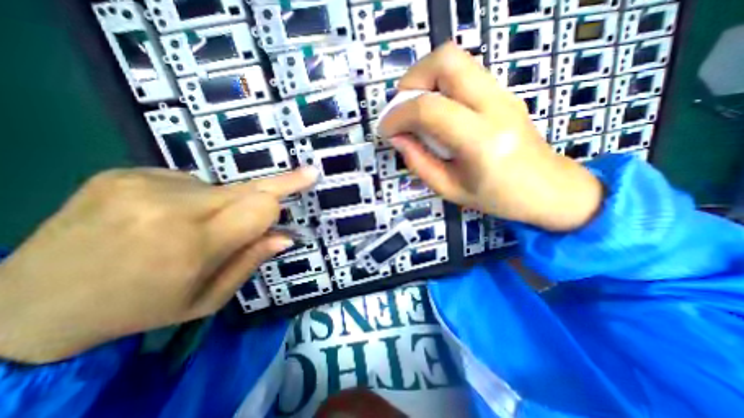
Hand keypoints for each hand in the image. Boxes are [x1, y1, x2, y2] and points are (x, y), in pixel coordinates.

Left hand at [0, 166, 316, 362]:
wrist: (25, 304)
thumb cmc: (139, 309)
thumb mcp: (207, 299)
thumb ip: (251, 262)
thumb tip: (286, 236)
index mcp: (192, 246)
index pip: (261, 207)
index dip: (288, 192)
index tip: (310, 176)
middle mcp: (171, 208)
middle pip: (249, 188)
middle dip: (280, 183)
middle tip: (307, 174)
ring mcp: (144, 184)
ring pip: (221, 188)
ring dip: (224, 205)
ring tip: (192, 228)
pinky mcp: (126, 173)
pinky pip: (189, 182)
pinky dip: (194, 199)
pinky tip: (165, 217)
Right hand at [381, 42, 600, 231]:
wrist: (549, 188)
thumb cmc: (497, 197)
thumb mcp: (449, 189)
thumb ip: (418, 162)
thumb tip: (396, 137)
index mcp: (481, 141)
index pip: (430, 109)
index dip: (398, 115)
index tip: (385, 129)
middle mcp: (495, 106)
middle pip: (446, 60)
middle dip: (412, 80)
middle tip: (402, 109)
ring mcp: (503, 93)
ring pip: (455, 59)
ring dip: (425, 79)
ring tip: (415, 110)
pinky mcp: (503, 92)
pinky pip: (464, 72)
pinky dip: (439, 84)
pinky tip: (436, 110)